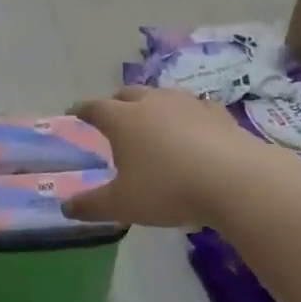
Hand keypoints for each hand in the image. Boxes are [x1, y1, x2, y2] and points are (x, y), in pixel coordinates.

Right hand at [63, 86, 264, 229]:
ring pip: (162, 96)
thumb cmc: (167, 189)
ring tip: (152, 120)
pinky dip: (186, 115)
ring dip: (152, 105)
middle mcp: (153, 103)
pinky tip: (192, 128)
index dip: (82, 110)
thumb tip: (65, 207)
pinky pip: (195, 108)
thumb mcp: (122, 205)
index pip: (95, 108)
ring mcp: (188, 104)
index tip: (75, 112)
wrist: (234, 180)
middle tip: (113, 115)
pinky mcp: (218, 113)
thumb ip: (91, 205)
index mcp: (123, 120)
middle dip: (116, 102)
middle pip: (128, 93)